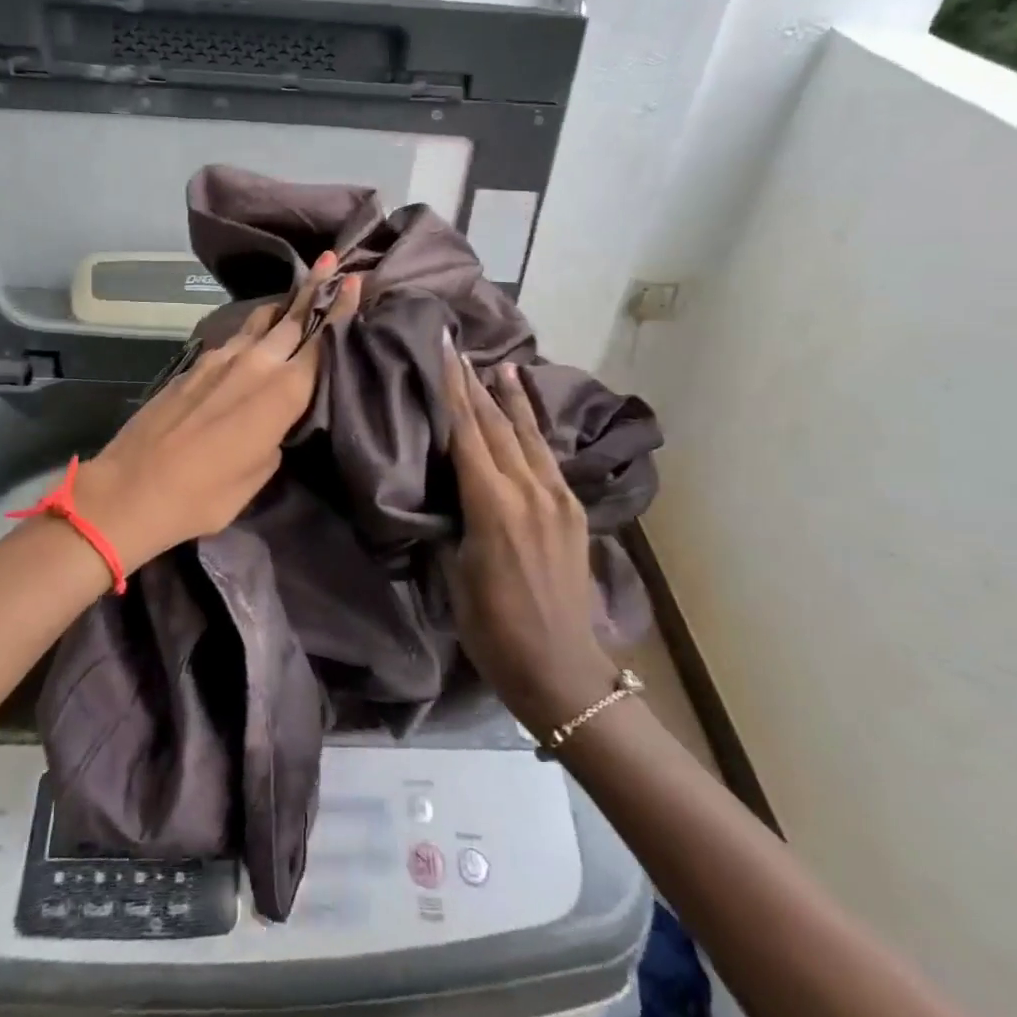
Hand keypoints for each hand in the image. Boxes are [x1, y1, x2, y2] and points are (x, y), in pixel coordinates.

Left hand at [76, 257, 361, 571]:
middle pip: (292, 318)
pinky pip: (235, 338)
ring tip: (297, 291)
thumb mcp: (259, 473)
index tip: (356, 281)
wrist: (132, 488)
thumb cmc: (205, 494)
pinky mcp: (194, 366)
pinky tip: (254, 336)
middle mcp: (255, 364)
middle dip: (314, 290)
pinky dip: (252, 330)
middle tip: (330, 261)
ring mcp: (220, 360)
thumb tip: (275, 420)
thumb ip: (277, 436)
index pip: (322, 342)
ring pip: (260, 322)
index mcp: (282, 392)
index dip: (341, 311)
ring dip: (282, 306)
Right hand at [440, 339, 620, 737]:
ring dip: (510, 398)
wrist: (562, 669)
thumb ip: (451, 521)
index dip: (453, 388)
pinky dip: (533, 429)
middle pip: (495, 424)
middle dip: (475, 383)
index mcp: (492, 506)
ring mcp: (557, 497)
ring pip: (527, 434)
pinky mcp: (573, 510)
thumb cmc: (493, 631)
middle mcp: (528, 490)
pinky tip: (527, 416)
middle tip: (459, 347)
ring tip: (499, 365)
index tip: (445, 349)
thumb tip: (443, 489)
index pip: (466, 432)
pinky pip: (548, 457)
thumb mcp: (454, 575)